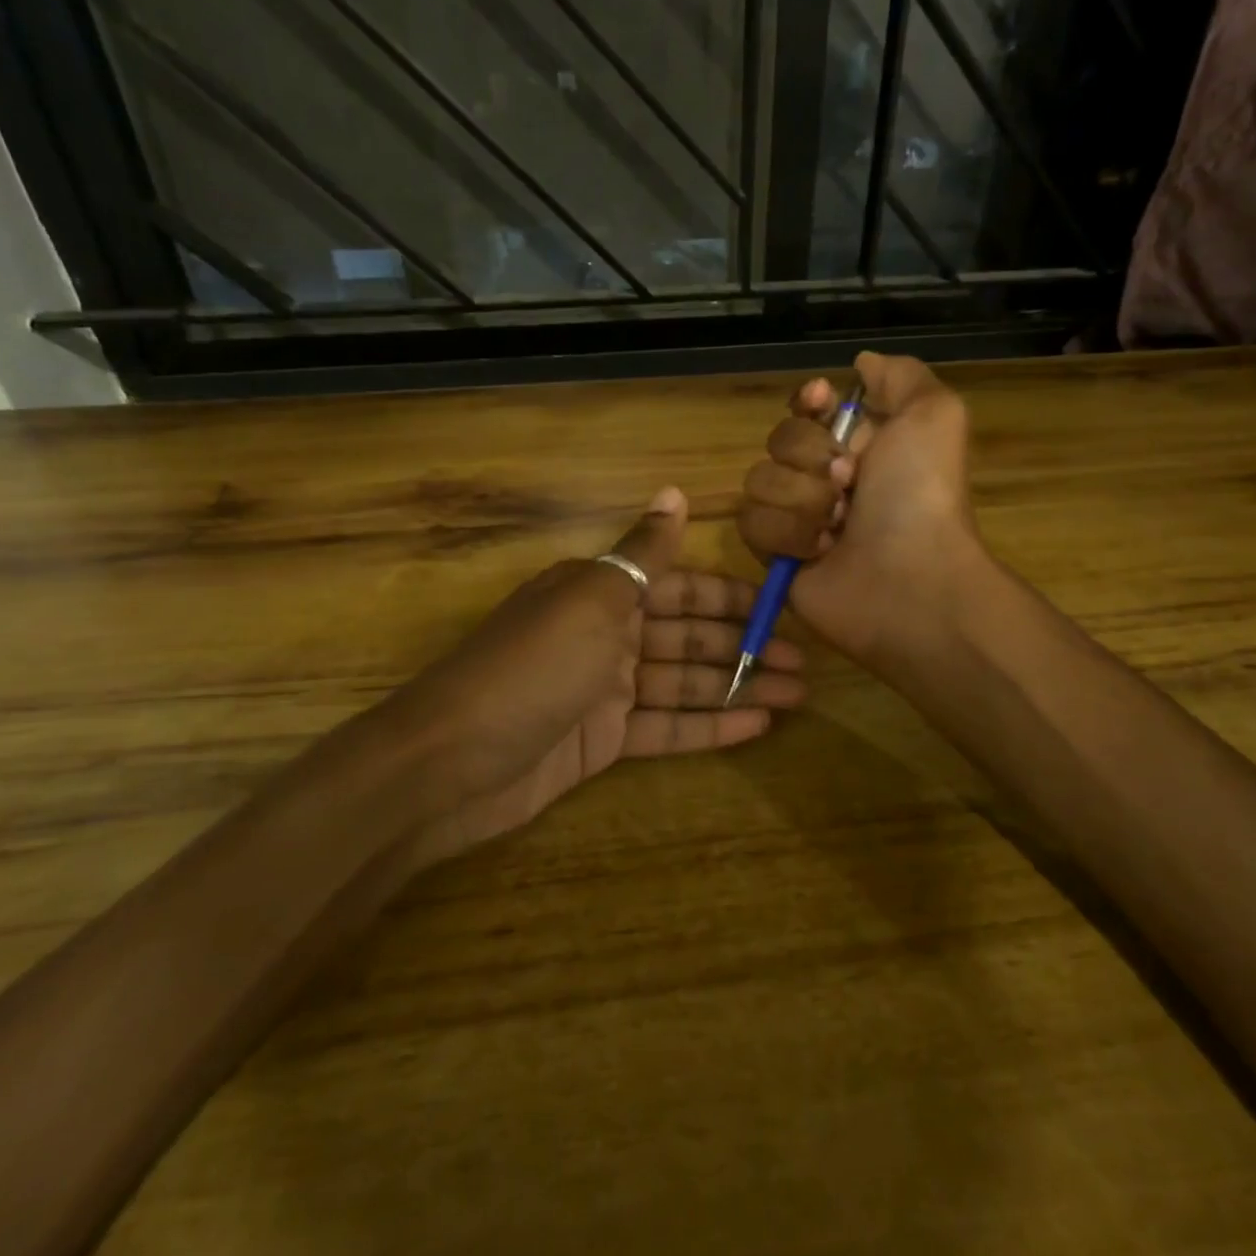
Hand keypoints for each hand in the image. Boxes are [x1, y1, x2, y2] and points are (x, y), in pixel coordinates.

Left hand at [383, 487, 805, 866]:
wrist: (452, 762)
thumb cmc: (533, 667)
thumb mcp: (593, 598)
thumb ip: (643, 553)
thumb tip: (674, 493)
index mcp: (600, 592)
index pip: (677, 586)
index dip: (729, 596)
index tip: (780, 606)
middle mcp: (605, 635)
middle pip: (686, 637)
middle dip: (743, 646)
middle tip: (803, 662)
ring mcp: (604, 692)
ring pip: (683, 683)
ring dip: (737, 687)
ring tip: (795, 693)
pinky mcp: (602, 742)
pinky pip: (664, 728)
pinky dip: (708, 726)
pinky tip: (756, 726)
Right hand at [736, 352, 982, 667]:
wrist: (910, 578)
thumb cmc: (921, 495)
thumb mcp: (933, 414)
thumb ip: (899, 376)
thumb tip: (861, 363)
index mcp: (860, 444)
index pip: (808, 408)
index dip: (808, 401)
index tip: (819, 400)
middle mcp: (825, 477)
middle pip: (778, 439)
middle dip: (813, 457)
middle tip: (851, 483)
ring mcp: (797, 517)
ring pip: (759, 481)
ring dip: (803, 500)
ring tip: (839, 526)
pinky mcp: (775, 556)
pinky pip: (752, 523)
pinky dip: (788, 535)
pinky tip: (821, 552)